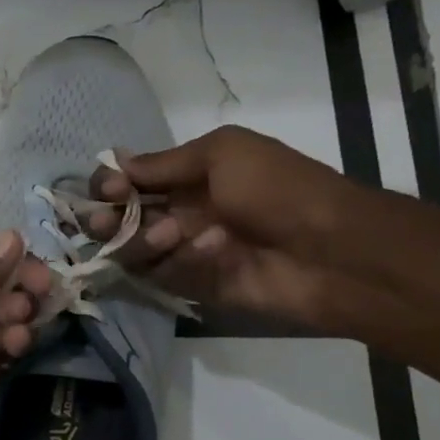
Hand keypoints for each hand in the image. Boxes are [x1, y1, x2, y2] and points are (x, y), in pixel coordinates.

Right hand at [87, 125, 366, 327]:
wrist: (333, 250)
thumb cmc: (279, 189)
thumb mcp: (224, 153)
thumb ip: (165, 162)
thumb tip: (117, 163)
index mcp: (185, 178)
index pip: (127, 180)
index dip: (109, 184)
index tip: (111, 188)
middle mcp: (177, 214)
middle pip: (117, 219)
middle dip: (106, 219)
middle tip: (107, 222)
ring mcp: (183, 252)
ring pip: (132, 251)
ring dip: (143, 240)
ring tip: (174, 234)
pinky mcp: (193, 286)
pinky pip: (162, 277)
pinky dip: (181, 262)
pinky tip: (214, 252)